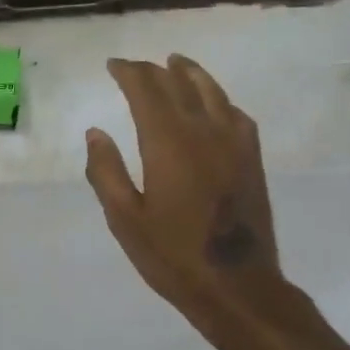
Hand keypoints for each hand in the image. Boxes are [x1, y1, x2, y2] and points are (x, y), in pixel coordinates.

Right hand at [85, 56, 288, 335]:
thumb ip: (106, 171)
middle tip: (135, 68)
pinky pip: (235, 113)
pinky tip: (214, 104)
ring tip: (176, 63)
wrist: (238, 286)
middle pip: (178, 84)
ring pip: (212, 92)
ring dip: (190, 73)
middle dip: (154, 71)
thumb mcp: (125, 219)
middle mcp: (204, 131)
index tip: (113, 65)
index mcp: (168, 143)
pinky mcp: (253, 159)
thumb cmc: (172, 256)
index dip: (129, 72)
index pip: (147, 90)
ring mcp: (234, 143)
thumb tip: (96, 132)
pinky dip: (219, 99)